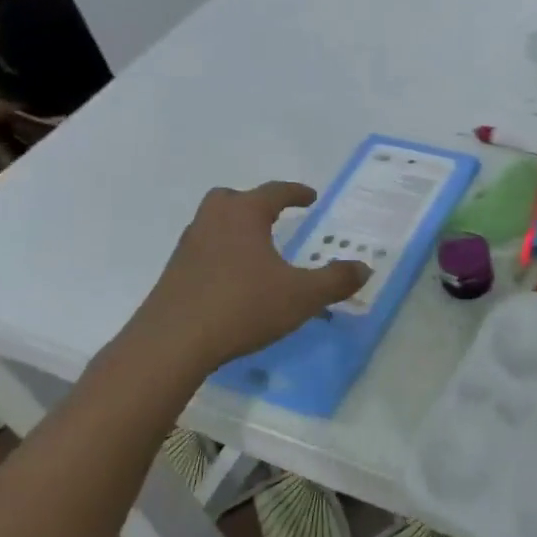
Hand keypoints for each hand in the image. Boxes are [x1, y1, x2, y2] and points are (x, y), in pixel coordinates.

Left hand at [124, 183, 368, 377]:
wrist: (171, 344)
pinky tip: (235, 281)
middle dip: (254, 204)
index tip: (311, 197)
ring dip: (235, 230)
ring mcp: (188, 248)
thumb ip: (335, 279)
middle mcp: (212, 222)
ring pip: (213, 224)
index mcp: (244, 215)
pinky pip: (203, 252)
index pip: (274, 192)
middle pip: (231, 199)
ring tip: (258, 251)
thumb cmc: (243, 307)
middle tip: (274, 217)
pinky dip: (221, 255)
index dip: (296, 193)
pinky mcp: (174, 275)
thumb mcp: (302, 296)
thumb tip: (364, 267)